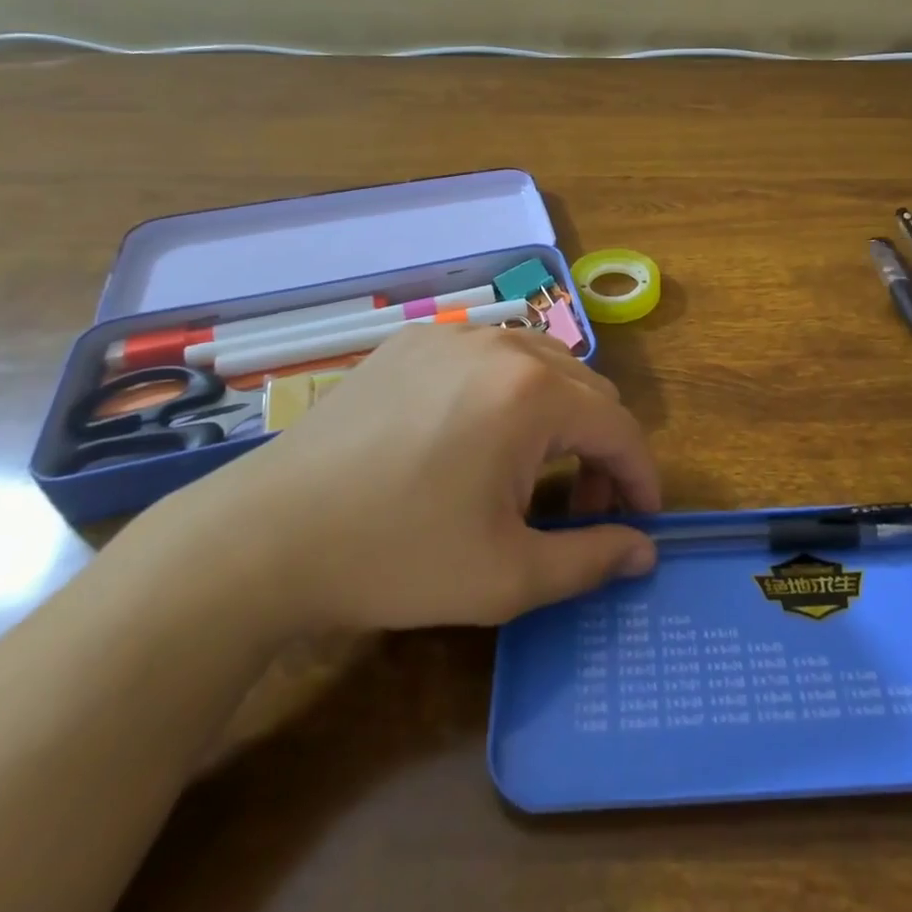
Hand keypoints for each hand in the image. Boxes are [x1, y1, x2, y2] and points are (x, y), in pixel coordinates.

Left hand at [145, 324, 660, 635]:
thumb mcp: (507, 577)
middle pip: (587, 390)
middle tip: (585, 508)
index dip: (641, 478)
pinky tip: (481, 435)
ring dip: (560, 416)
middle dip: (602, 450)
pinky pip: (490, 354)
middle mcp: (501, 344)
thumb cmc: (397, 557)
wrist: (267, 535)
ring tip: (536, 471)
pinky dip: (511, 391)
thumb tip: (644, 552)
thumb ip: (591, 560)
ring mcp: (452, 334)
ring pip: (542, 364)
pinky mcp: (413, 340)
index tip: (643, 522)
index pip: (619, 428)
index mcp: (532, 393)